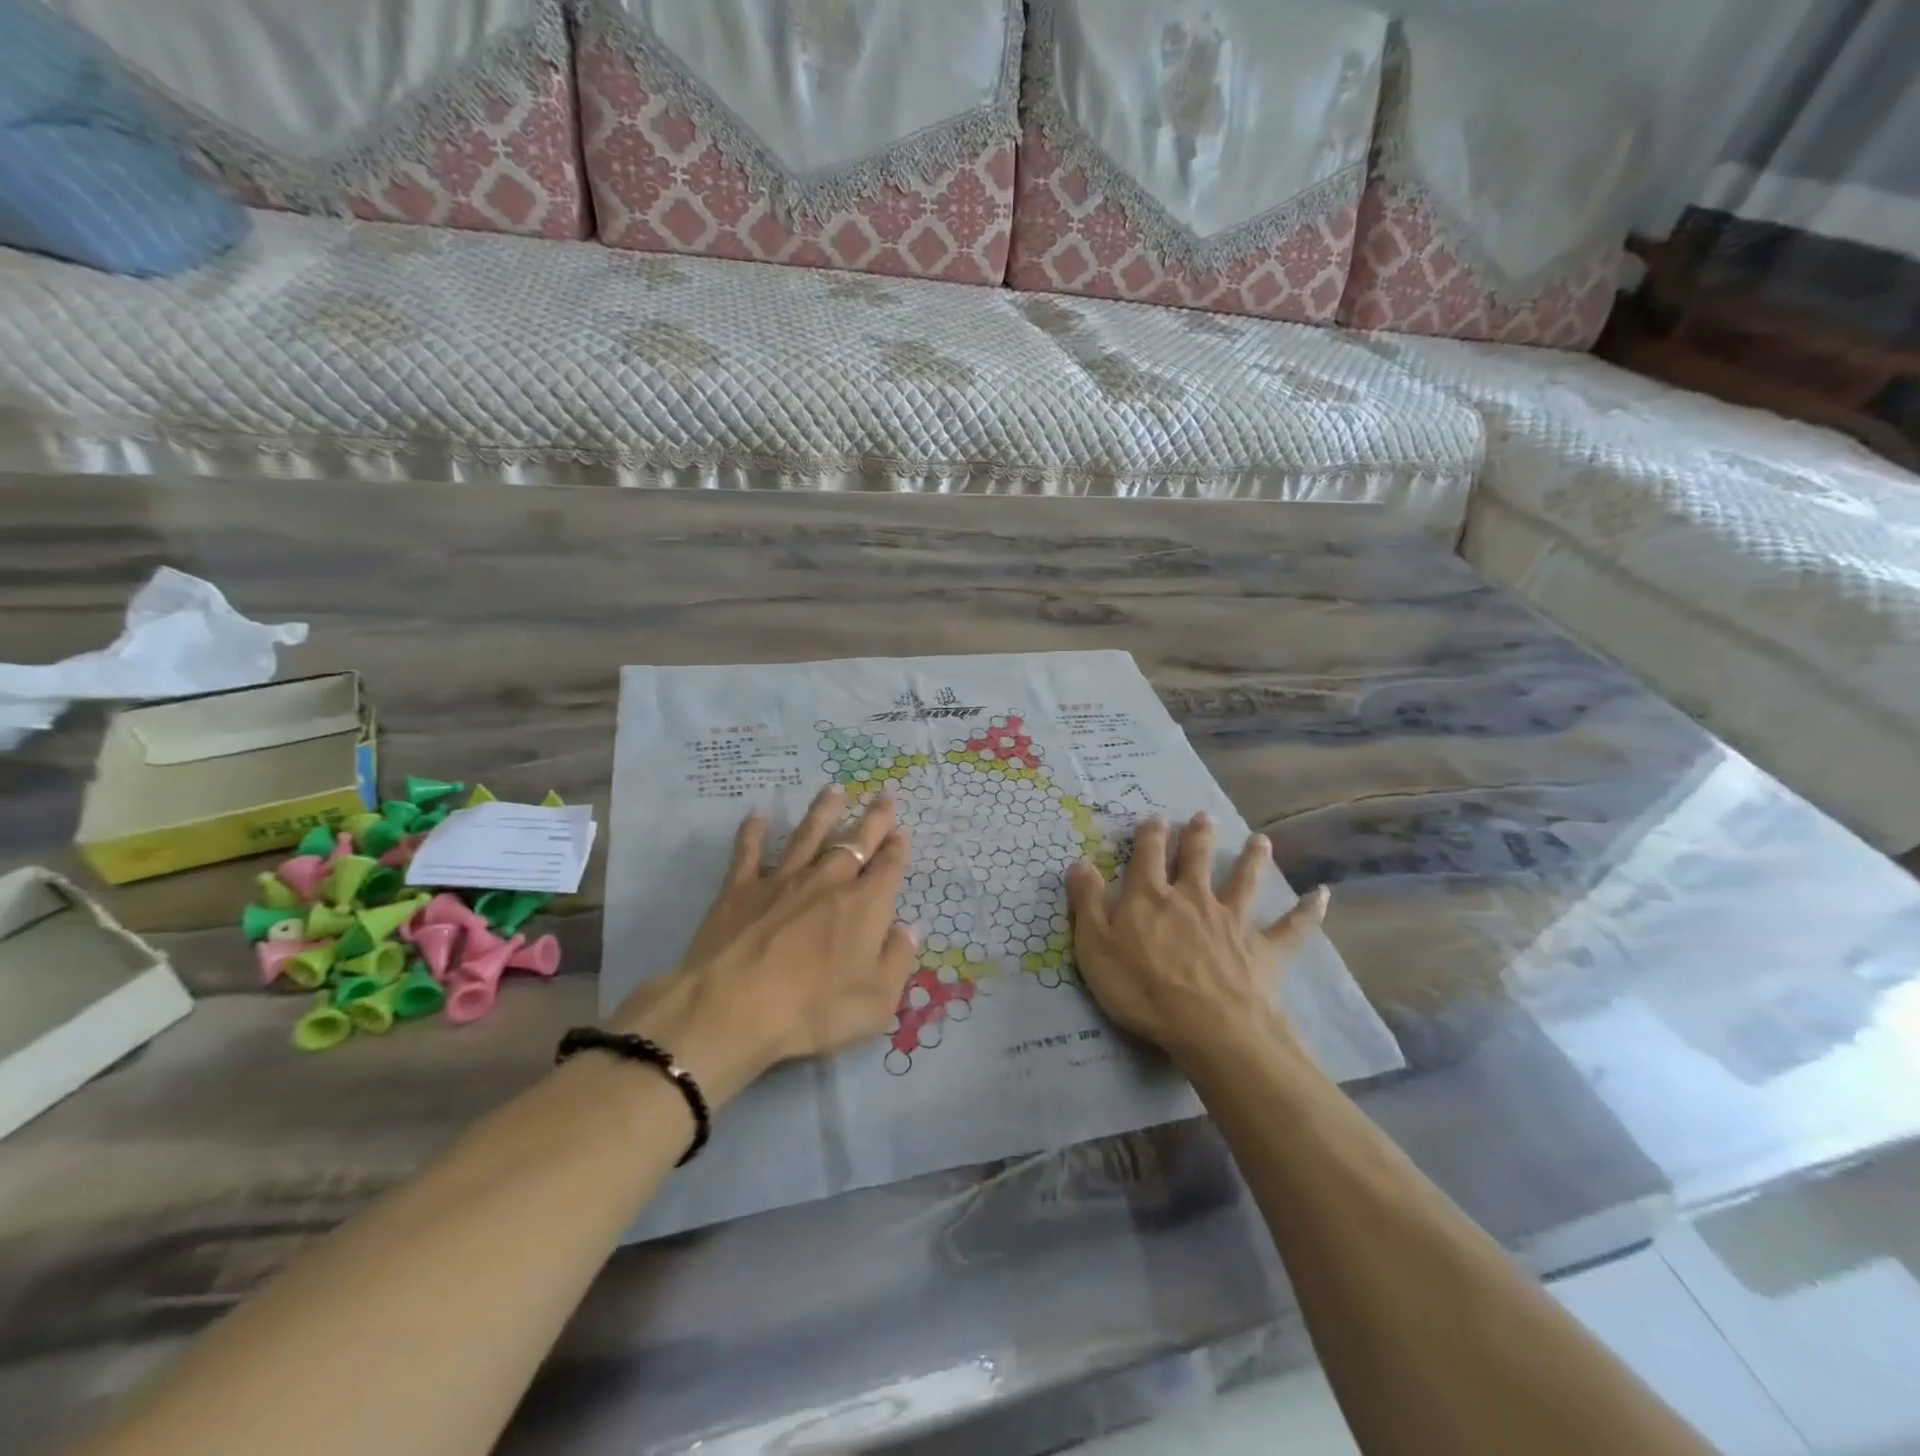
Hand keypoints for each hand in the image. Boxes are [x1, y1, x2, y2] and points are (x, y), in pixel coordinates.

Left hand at [609, 785, 918, 1103]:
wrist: (734, 1007)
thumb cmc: (813, 1010)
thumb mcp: (876, 1001)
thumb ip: (897, 961)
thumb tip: (908, 928)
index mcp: (864, 906)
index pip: (888, 868)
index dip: (897, 848)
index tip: (902, 831)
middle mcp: (827, 882)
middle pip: (855, 842)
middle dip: (873, 818)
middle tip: (883, 794)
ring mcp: (782, 881)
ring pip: (808, 835)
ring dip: (824, 811)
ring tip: (834, 789)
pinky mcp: (740, 889)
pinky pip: (749, 852)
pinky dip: (754, 832)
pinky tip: (758, 814)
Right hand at [1065, 812, 1328, 1065]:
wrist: (1208, 1027)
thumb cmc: (1142, 988)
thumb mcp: (1095, 945)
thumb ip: (1087, 902)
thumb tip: (1079, 861)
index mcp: (1151, 897)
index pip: (1148, 856)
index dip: (1150, 835)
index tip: (1155, 817)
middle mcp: (1194, 898)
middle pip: (1198, 859)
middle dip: (1199, 836)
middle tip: (1204, 816)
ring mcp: (1233, 921)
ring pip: (1245, 881)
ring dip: (1253, 859)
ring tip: (1260, 840)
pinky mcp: (1264, 950)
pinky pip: (1291, 927)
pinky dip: (1308, 911)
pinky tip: (1322, 895)